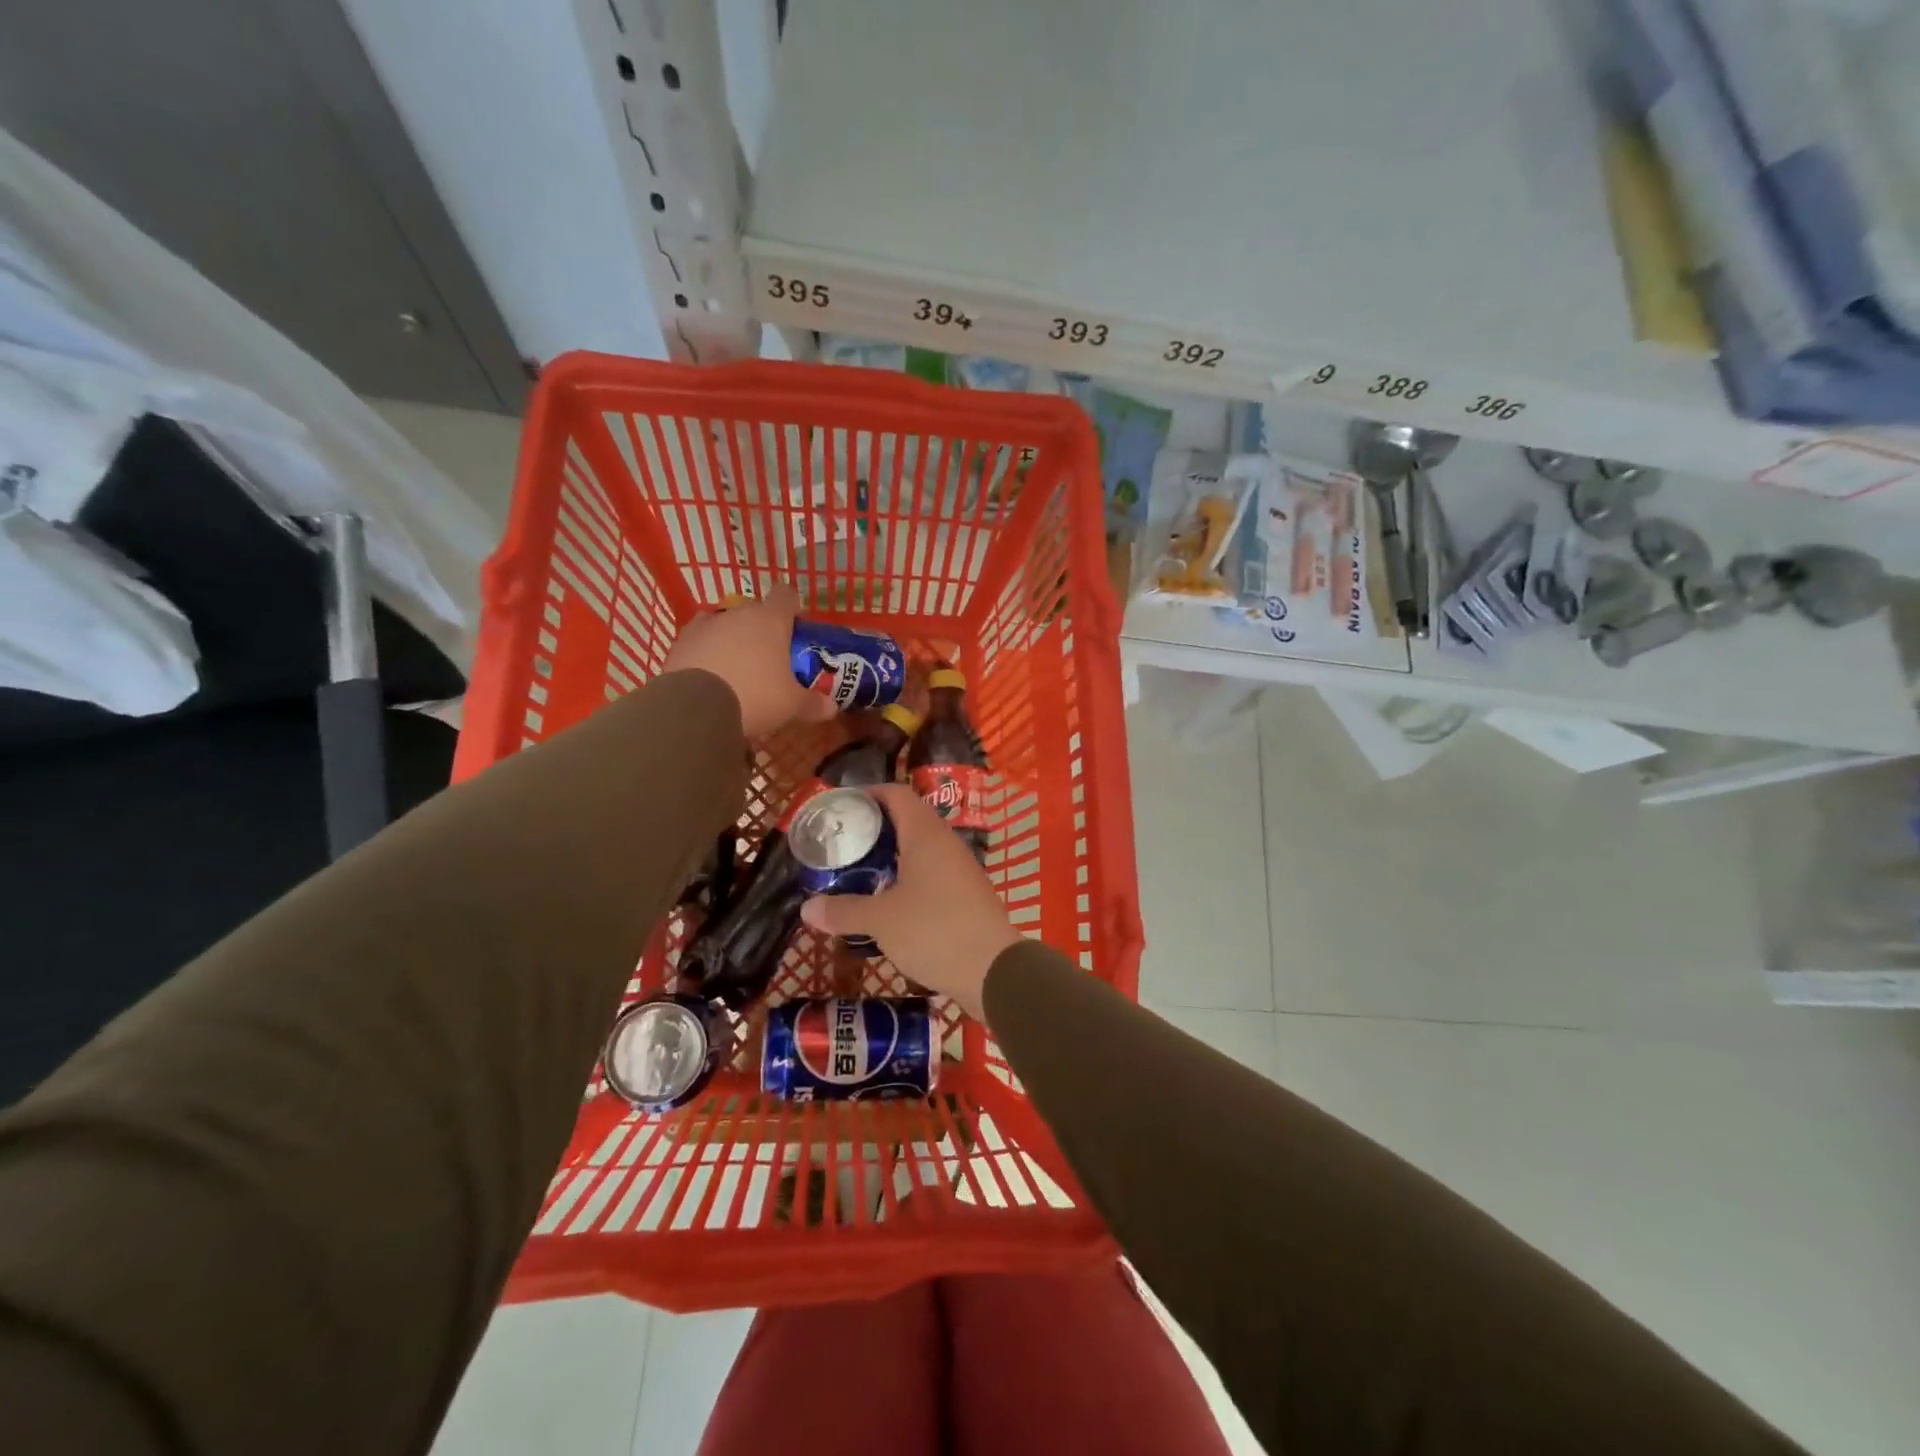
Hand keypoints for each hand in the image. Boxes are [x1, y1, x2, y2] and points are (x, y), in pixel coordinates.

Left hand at [662, 584, 838, 738]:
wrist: (695, 708)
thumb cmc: (755, 697)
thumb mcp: (791, 705)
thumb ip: (813, 703)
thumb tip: (832, 708)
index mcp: (770, 620)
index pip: (786, 595)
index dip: (793, 607)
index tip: (796, 625)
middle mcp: (737, 614)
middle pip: (754, 611)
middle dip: (762, 629)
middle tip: (769, 657)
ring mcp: (704, 626)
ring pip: (724, 624)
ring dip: (731, 640)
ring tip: (736, 669)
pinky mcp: (679, 643)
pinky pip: (699, 642)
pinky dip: (706, 653)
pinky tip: (710, 676)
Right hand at [800, 784, 1020, 1021]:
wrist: (995, 971)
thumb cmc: (935, 931)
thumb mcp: (881, 921)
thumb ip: (844, 911)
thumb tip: (806, 909)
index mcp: (926, 834)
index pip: (897, 794)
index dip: (868, 794)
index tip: (841, 806)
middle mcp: (946, 843)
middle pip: (908, 820)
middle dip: (875, 828)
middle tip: (843, 843)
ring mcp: (961, 869)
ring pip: (921, 850)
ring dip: (891, 857)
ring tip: (859, 872)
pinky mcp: (967, 896)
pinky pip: (932, 874)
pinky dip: (908, 879)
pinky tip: (889, 903)